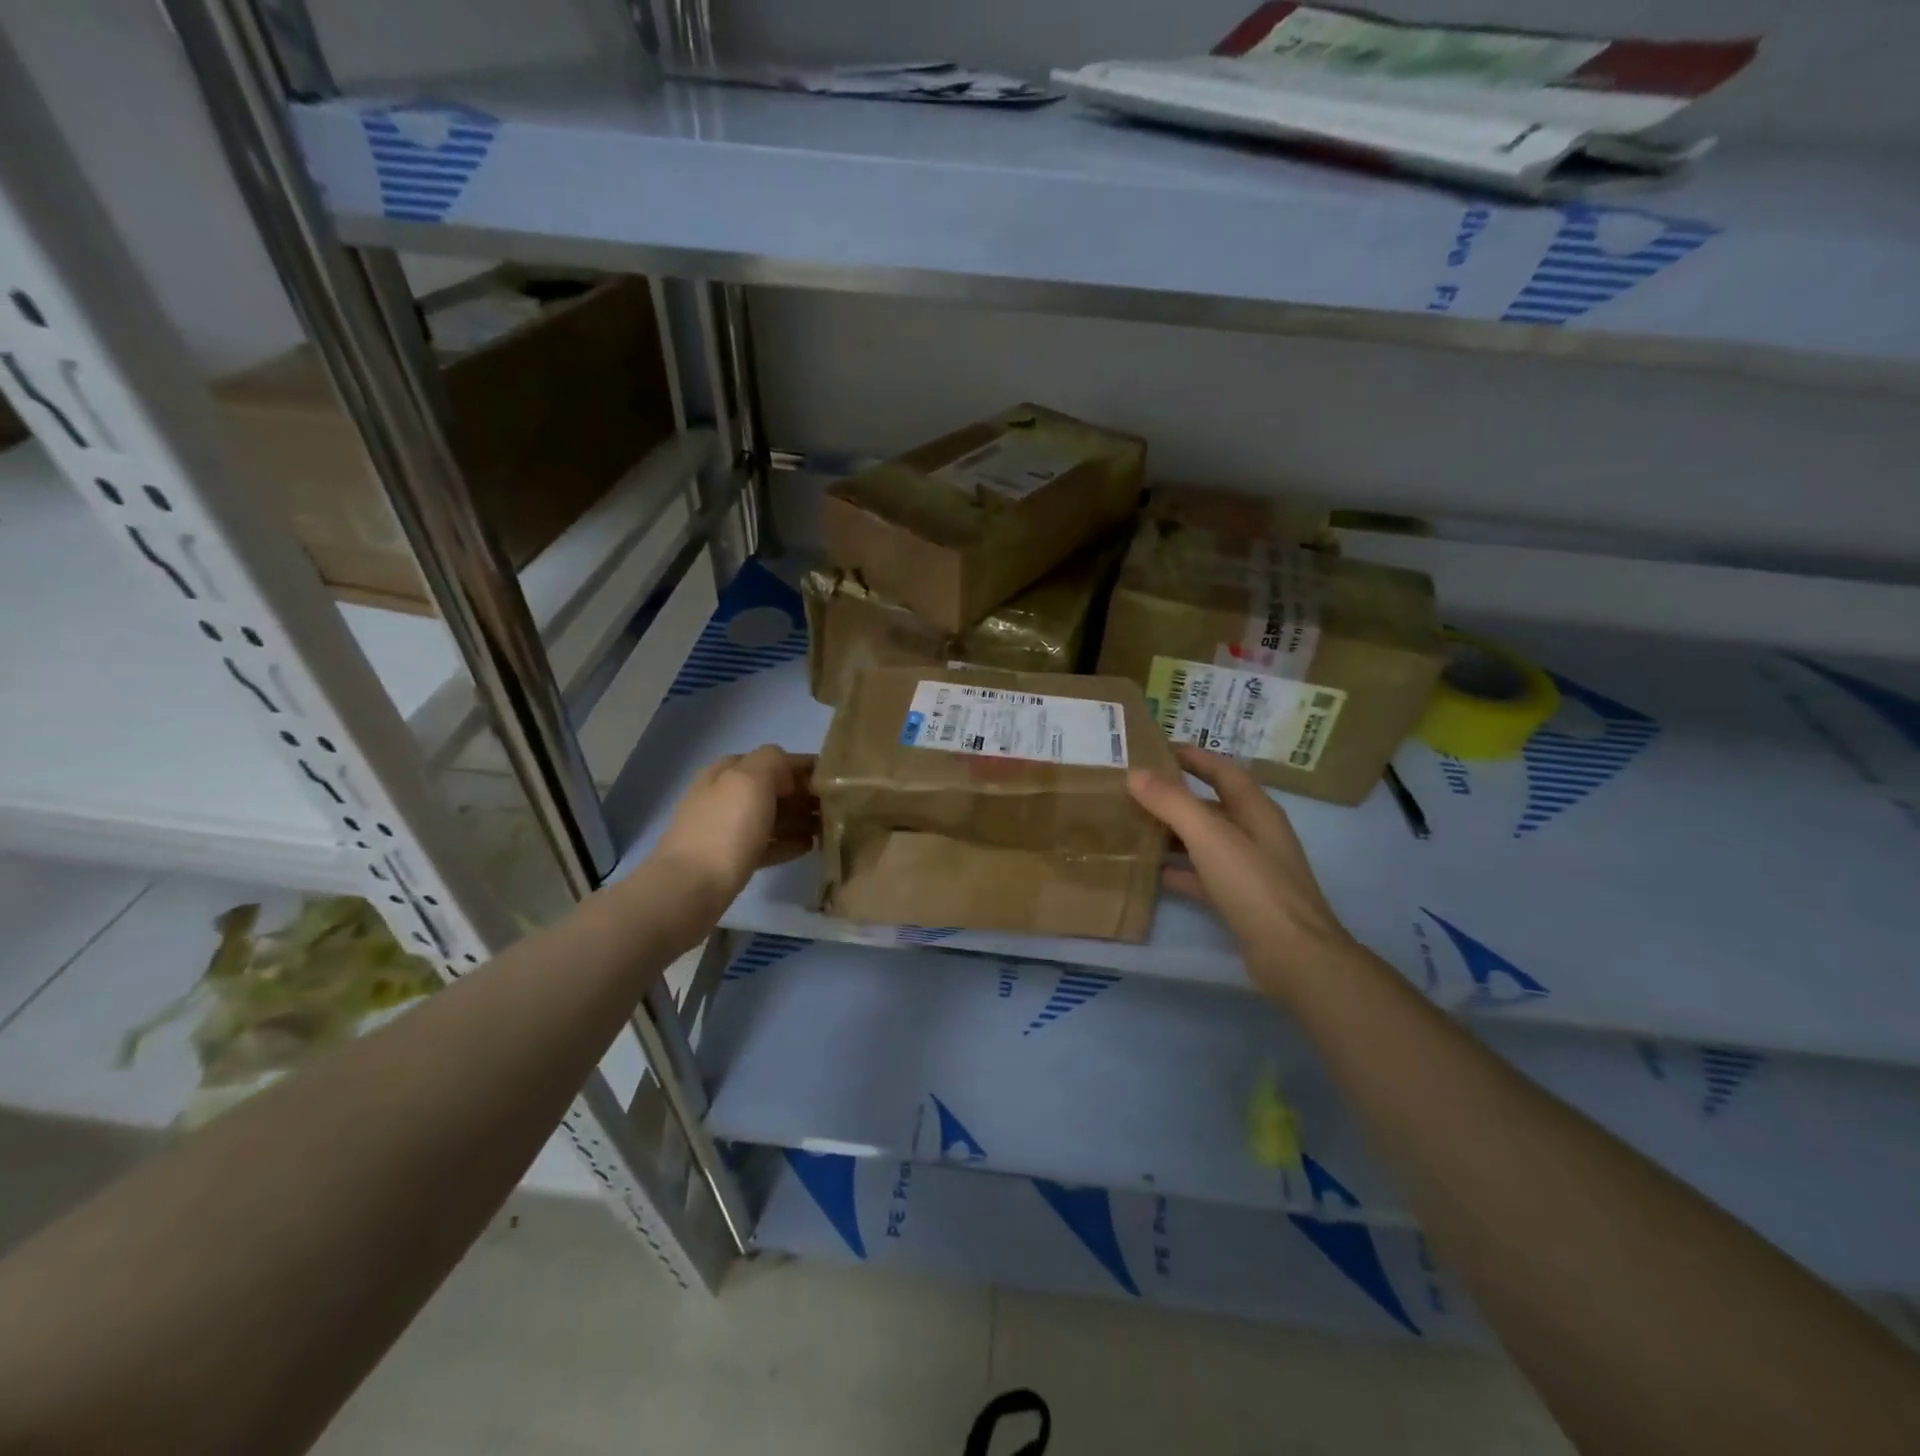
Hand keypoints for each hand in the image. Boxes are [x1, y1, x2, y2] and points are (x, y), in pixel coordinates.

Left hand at [649, 746, 816, 918]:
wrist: (690, 888)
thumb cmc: (726, 828)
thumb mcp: (751, 779)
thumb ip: (773, 761)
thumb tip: (787, 771)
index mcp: (727, 771)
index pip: (772, 759)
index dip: (803, 767)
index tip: (833, 780)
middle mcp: (723, 795)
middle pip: (771, 789)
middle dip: (802, 795)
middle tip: (834, 808)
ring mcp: (724, 828)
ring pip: (769, 817)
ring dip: (798, 819)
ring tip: (827, 828)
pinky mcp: (729, 859)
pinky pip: (764, 845)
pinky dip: (786, 843)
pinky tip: (808, 847)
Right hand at [1129, 746, 1354, 994]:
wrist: (1294, 956)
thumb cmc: (1254, 886)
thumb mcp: (1210, 837)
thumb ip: (1172, 803)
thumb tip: (1136, 773)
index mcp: (1256, 811)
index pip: (1224, 772)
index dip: (1195, 757)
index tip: (1159, 749)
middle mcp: (1256, 835)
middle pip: (1213, 806)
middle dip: (1177, 796)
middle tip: (1135, 789)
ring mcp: (1249, 870)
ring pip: (1205, 842)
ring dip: (1174, 833)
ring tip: (1134, 826)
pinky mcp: (1240, 901)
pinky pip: (1202, 876)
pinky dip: (1178, 871)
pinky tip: (1150, 872)